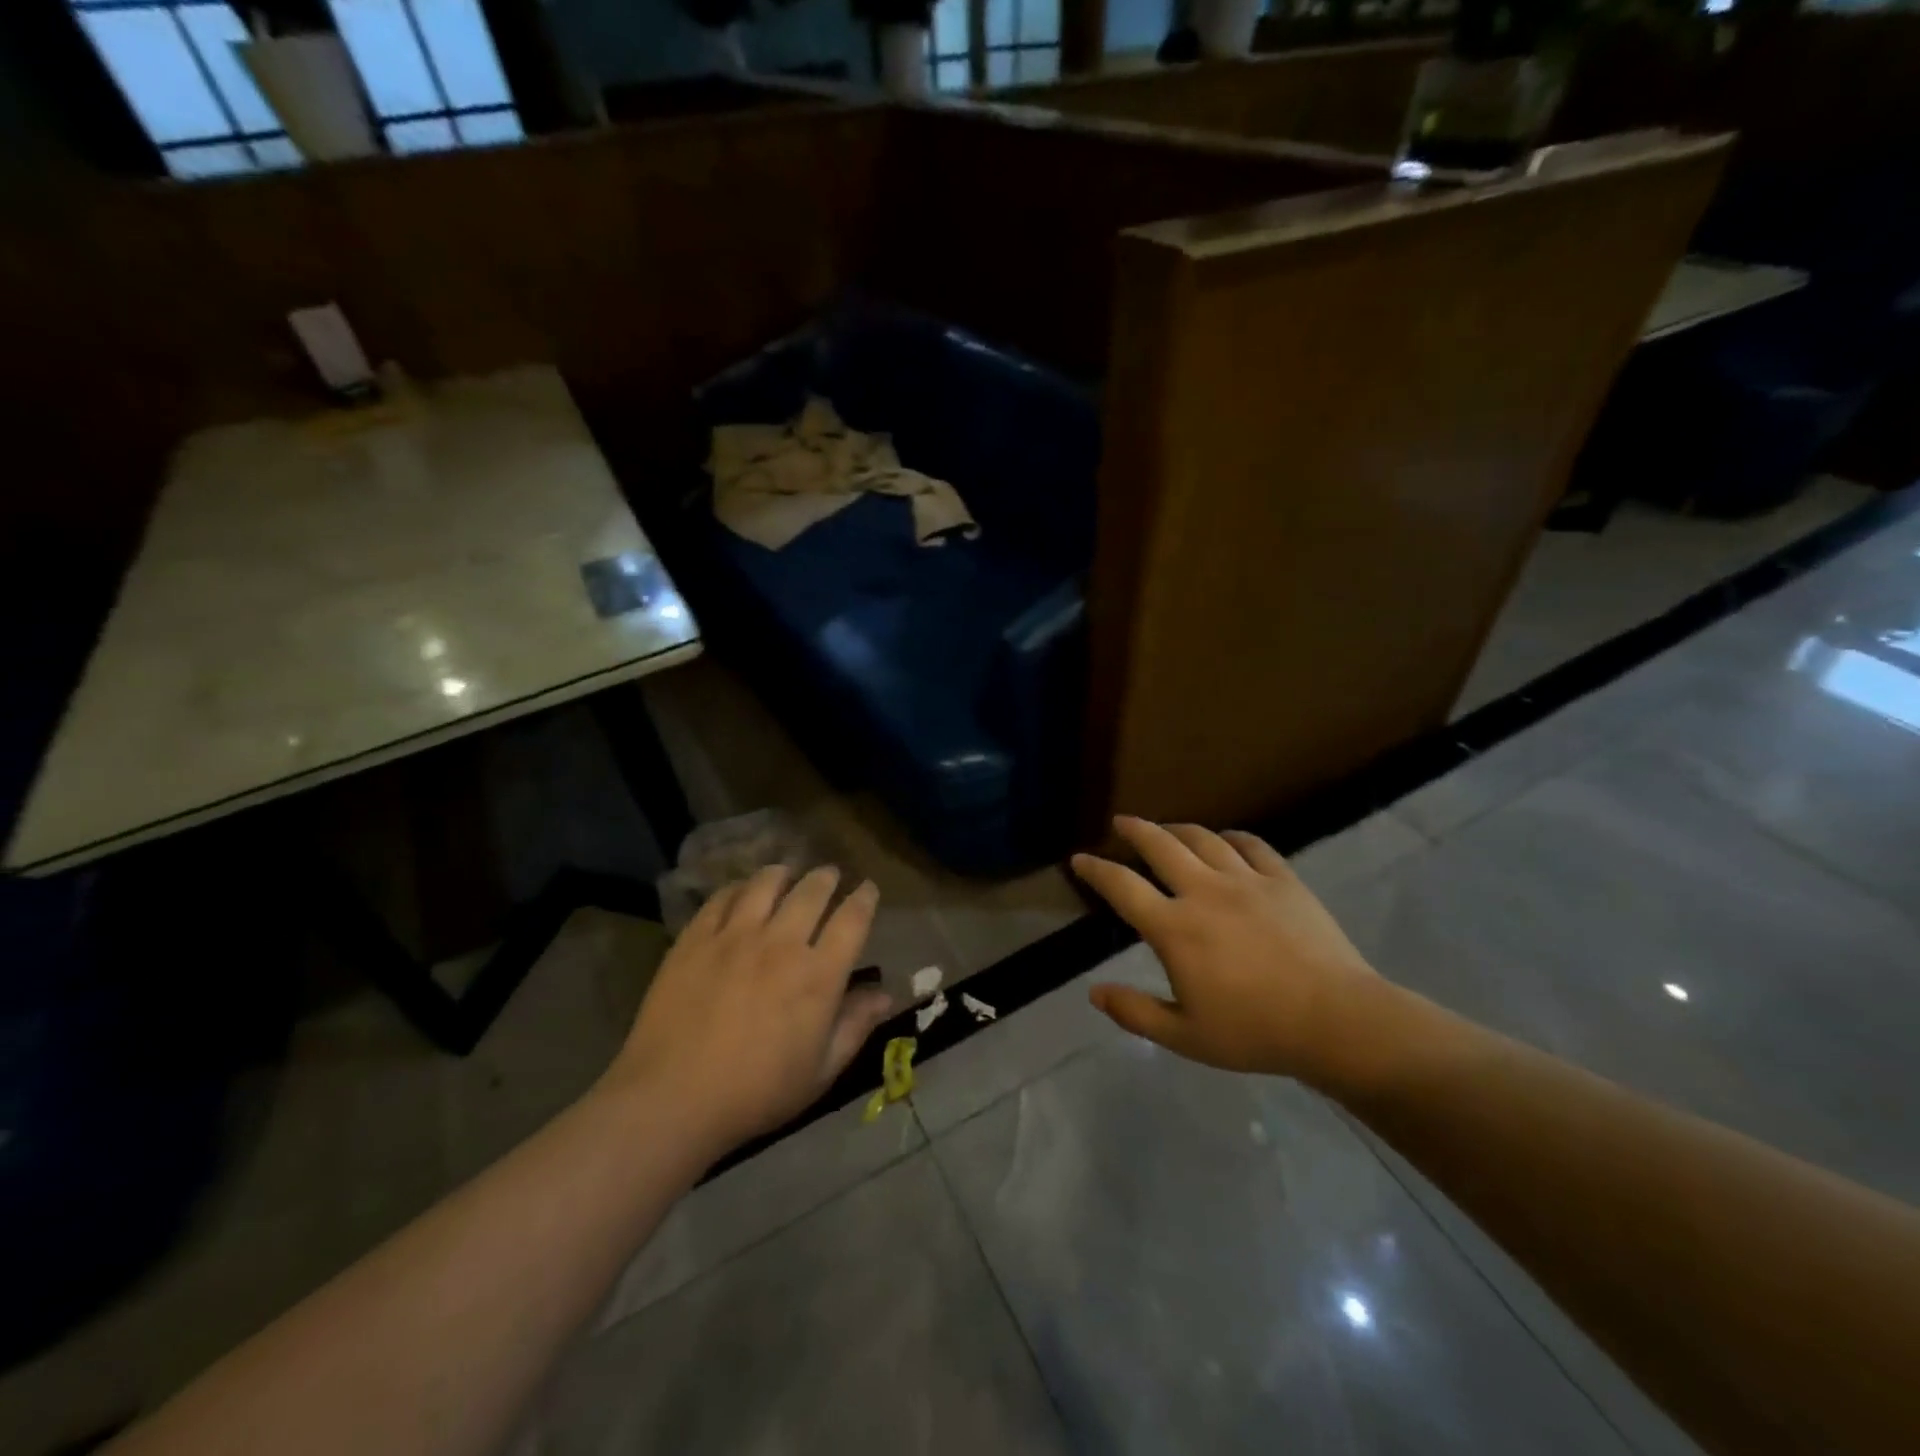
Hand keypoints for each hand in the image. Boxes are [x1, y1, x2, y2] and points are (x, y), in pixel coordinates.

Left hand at [601, 865, 892, 1157]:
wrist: (672, 1099)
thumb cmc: (756, 1093)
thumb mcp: (820, 1072)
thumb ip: (855, 1026)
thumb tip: (885, 994)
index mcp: (818, 975)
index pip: (852, 920)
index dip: (865, 898)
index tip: (868, 889)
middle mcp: (782, 943)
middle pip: (812, 891)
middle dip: (827, 878)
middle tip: (830, 875)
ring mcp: (735, 936)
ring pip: (766, 883)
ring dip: (783, 873)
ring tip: (786, 872)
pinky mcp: (696, 938)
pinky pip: (722, 898)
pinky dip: (738, 888)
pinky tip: (740, 892)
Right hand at [1072, 817, 1386, 1088]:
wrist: (1337, 1021)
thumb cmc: (1255, 1032)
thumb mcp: (1185, 1036)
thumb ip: (1135, 1013)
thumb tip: (1094, 993)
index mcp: (1175, 928)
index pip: (1122, 887)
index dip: (1096, 870)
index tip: (1080, 859)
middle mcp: (1204, 891)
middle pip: (1160, 845)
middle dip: (1135, 830)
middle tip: (1122, 823)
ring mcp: (1246, 880)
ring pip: (1203, 839)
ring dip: (1178, 829)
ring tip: (1167, 829)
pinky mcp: (1283, 880)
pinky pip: (1251, 845)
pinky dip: (1232, 837)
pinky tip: (1226, 840)